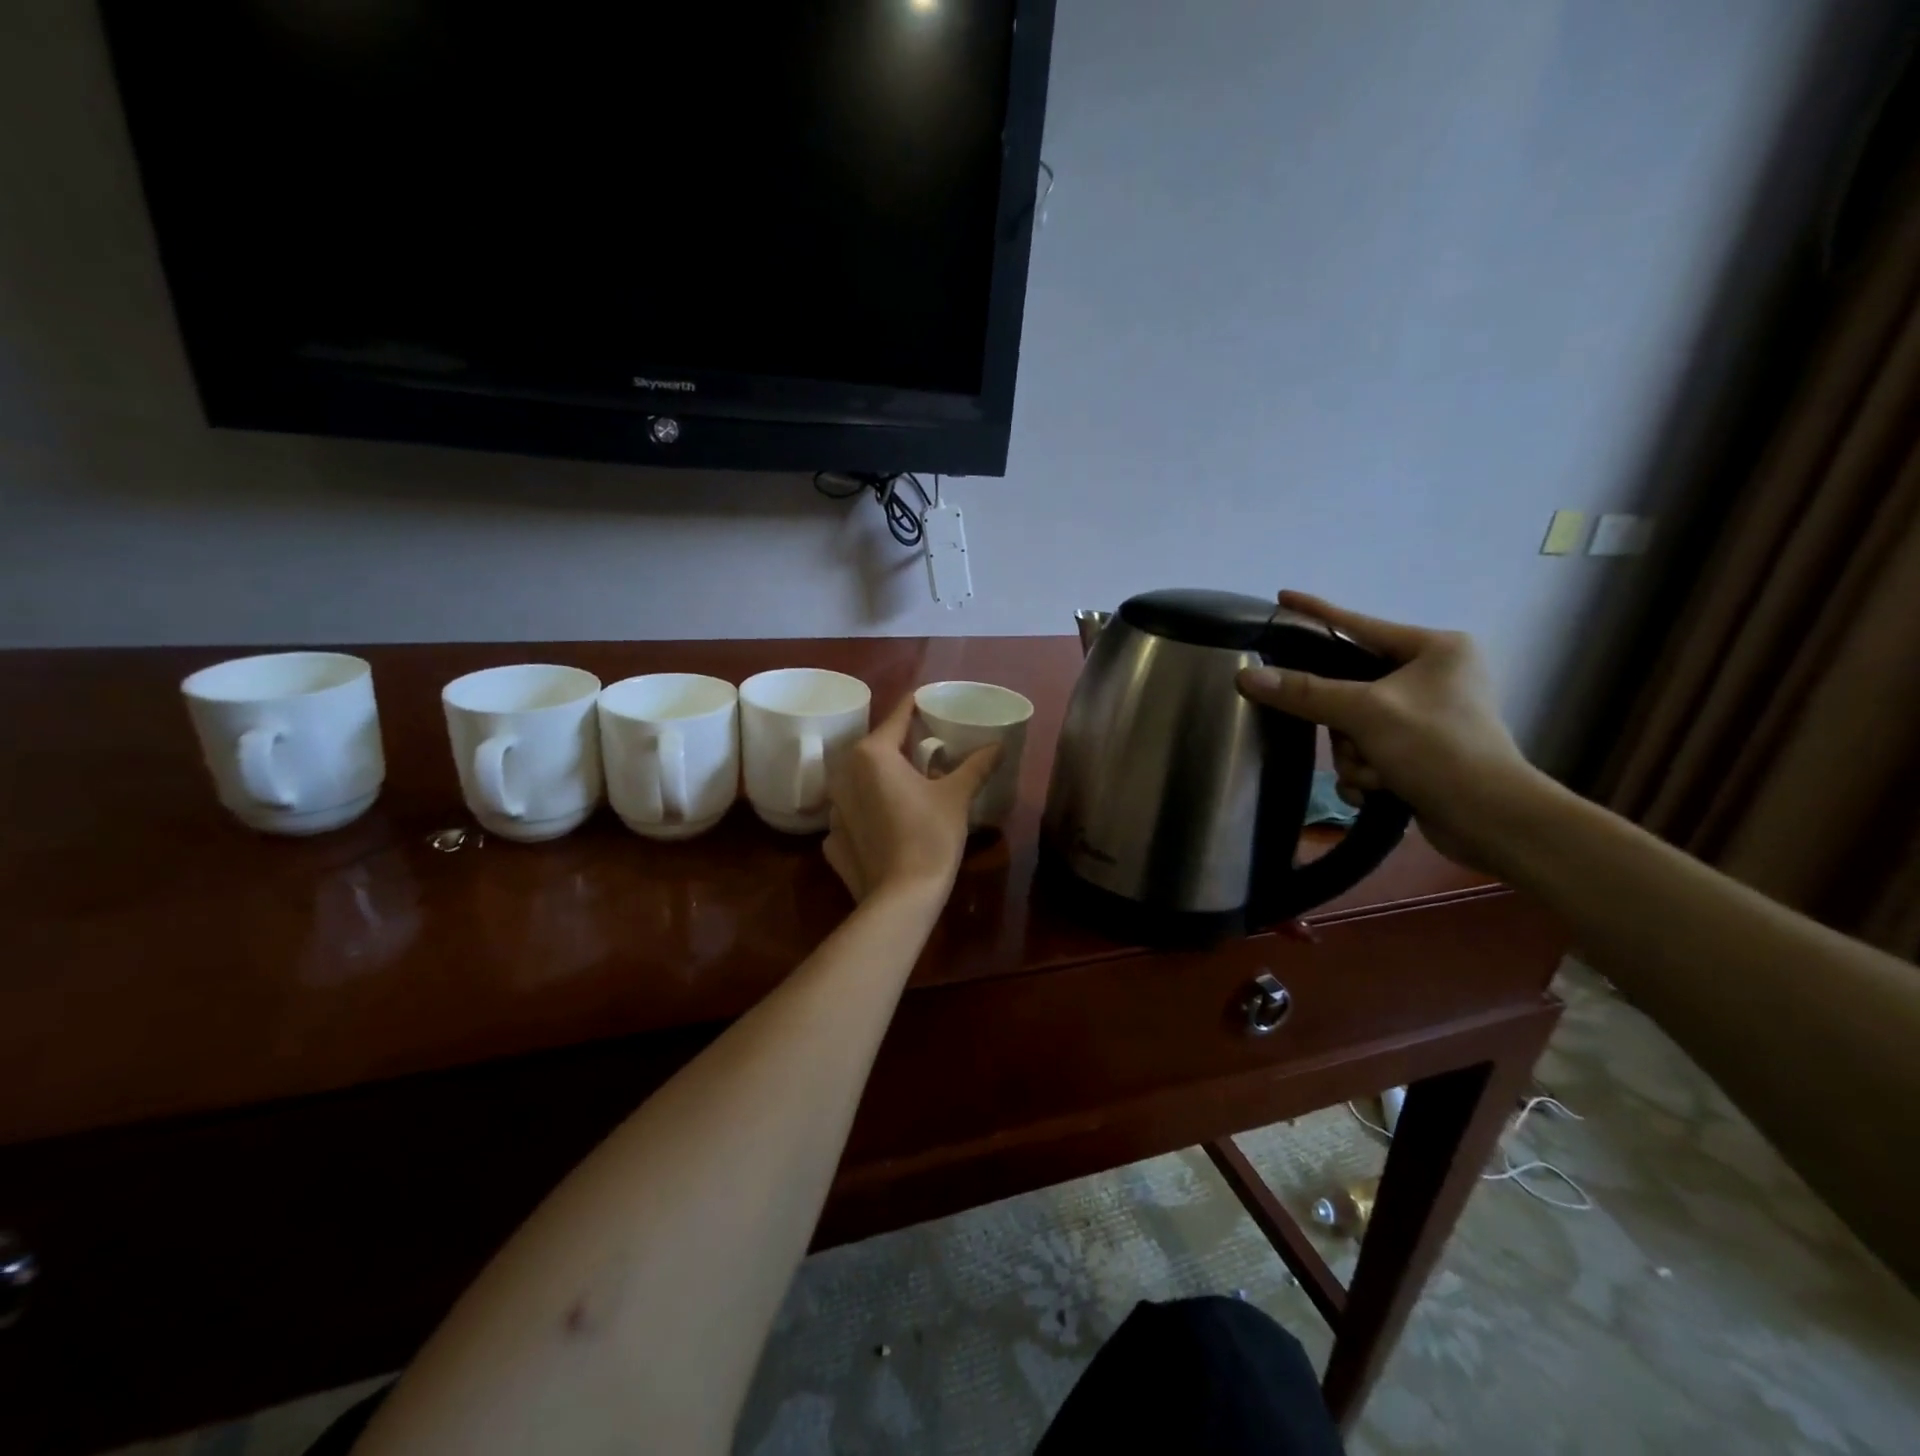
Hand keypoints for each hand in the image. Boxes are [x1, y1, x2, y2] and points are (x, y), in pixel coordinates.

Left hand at [822, 695, 1000, 902]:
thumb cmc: (930, 835)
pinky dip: (869, 812)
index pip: (898, 717)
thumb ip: (976, 765)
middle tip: (930, 747)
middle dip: (901, 745)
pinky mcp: (832, 839)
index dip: (918, 707)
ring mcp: (834, 809)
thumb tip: (998, 744)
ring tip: (910, 784)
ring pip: (861, 781)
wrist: (901, 897)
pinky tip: (889, 822)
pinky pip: (853, 813)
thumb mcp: (957, 796)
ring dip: (882, 778)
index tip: (933, 703)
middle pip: (876, 748)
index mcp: (872, 754)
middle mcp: (844, 773)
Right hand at [1235, 592, 1548, 871]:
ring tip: (1376, 775)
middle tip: (1353, 742)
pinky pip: (1366, 752)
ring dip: (1354, 757)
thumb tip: (1246, 676)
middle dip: (1344, 727)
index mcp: (1434, 649)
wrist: (1492, 821)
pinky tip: (1379, 790)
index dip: (1316, 613)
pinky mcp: (1420, 752)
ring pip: (1351, 727)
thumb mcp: (1366, 713)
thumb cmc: (1438, 749)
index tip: (1282, 598)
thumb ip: (1304, 692)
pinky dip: (1366, 774)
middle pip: (1348, 688)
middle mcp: (1432, 676)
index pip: (1358, 624)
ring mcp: (1426, 716)